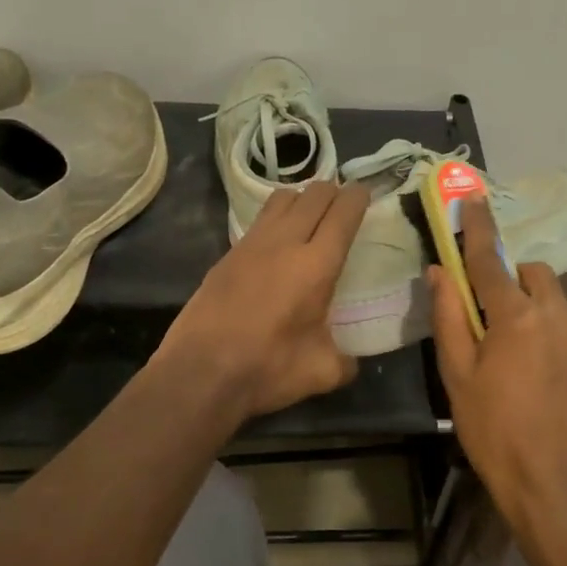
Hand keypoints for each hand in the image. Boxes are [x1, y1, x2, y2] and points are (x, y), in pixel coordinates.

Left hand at [157, 182, 369, 421]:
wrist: (200, 372)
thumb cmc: (267, 369)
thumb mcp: (321, 372)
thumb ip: (345, 361)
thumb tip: (350, 361)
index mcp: (317, 265)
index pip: (343, 213)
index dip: (358, 198)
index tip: (365, 195)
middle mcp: (285, 243)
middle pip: (314, 194)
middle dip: (333, 193)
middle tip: (343, 207)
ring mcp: (251, 244)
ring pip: (283, 198)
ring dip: (302, 199)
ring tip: (311, 217)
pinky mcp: (227, 254)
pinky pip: (260, 220)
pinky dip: (276, 219)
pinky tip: (278, 244)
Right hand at [429, 197, 566, 529]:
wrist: (548, 479)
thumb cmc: (492, 427)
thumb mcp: (457, 372)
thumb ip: (448, 316)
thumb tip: (439, 272)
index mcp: (517, 315)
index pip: (490, 259)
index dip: (477, 227)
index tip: (470, 197)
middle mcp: (553, 314)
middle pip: (529, 271)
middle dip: (504, 273)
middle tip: (476, 305)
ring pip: (547, 293)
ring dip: (521, 296)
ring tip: (496, 335)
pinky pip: (557, 317)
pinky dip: (536, 318)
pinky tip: (518, 356)